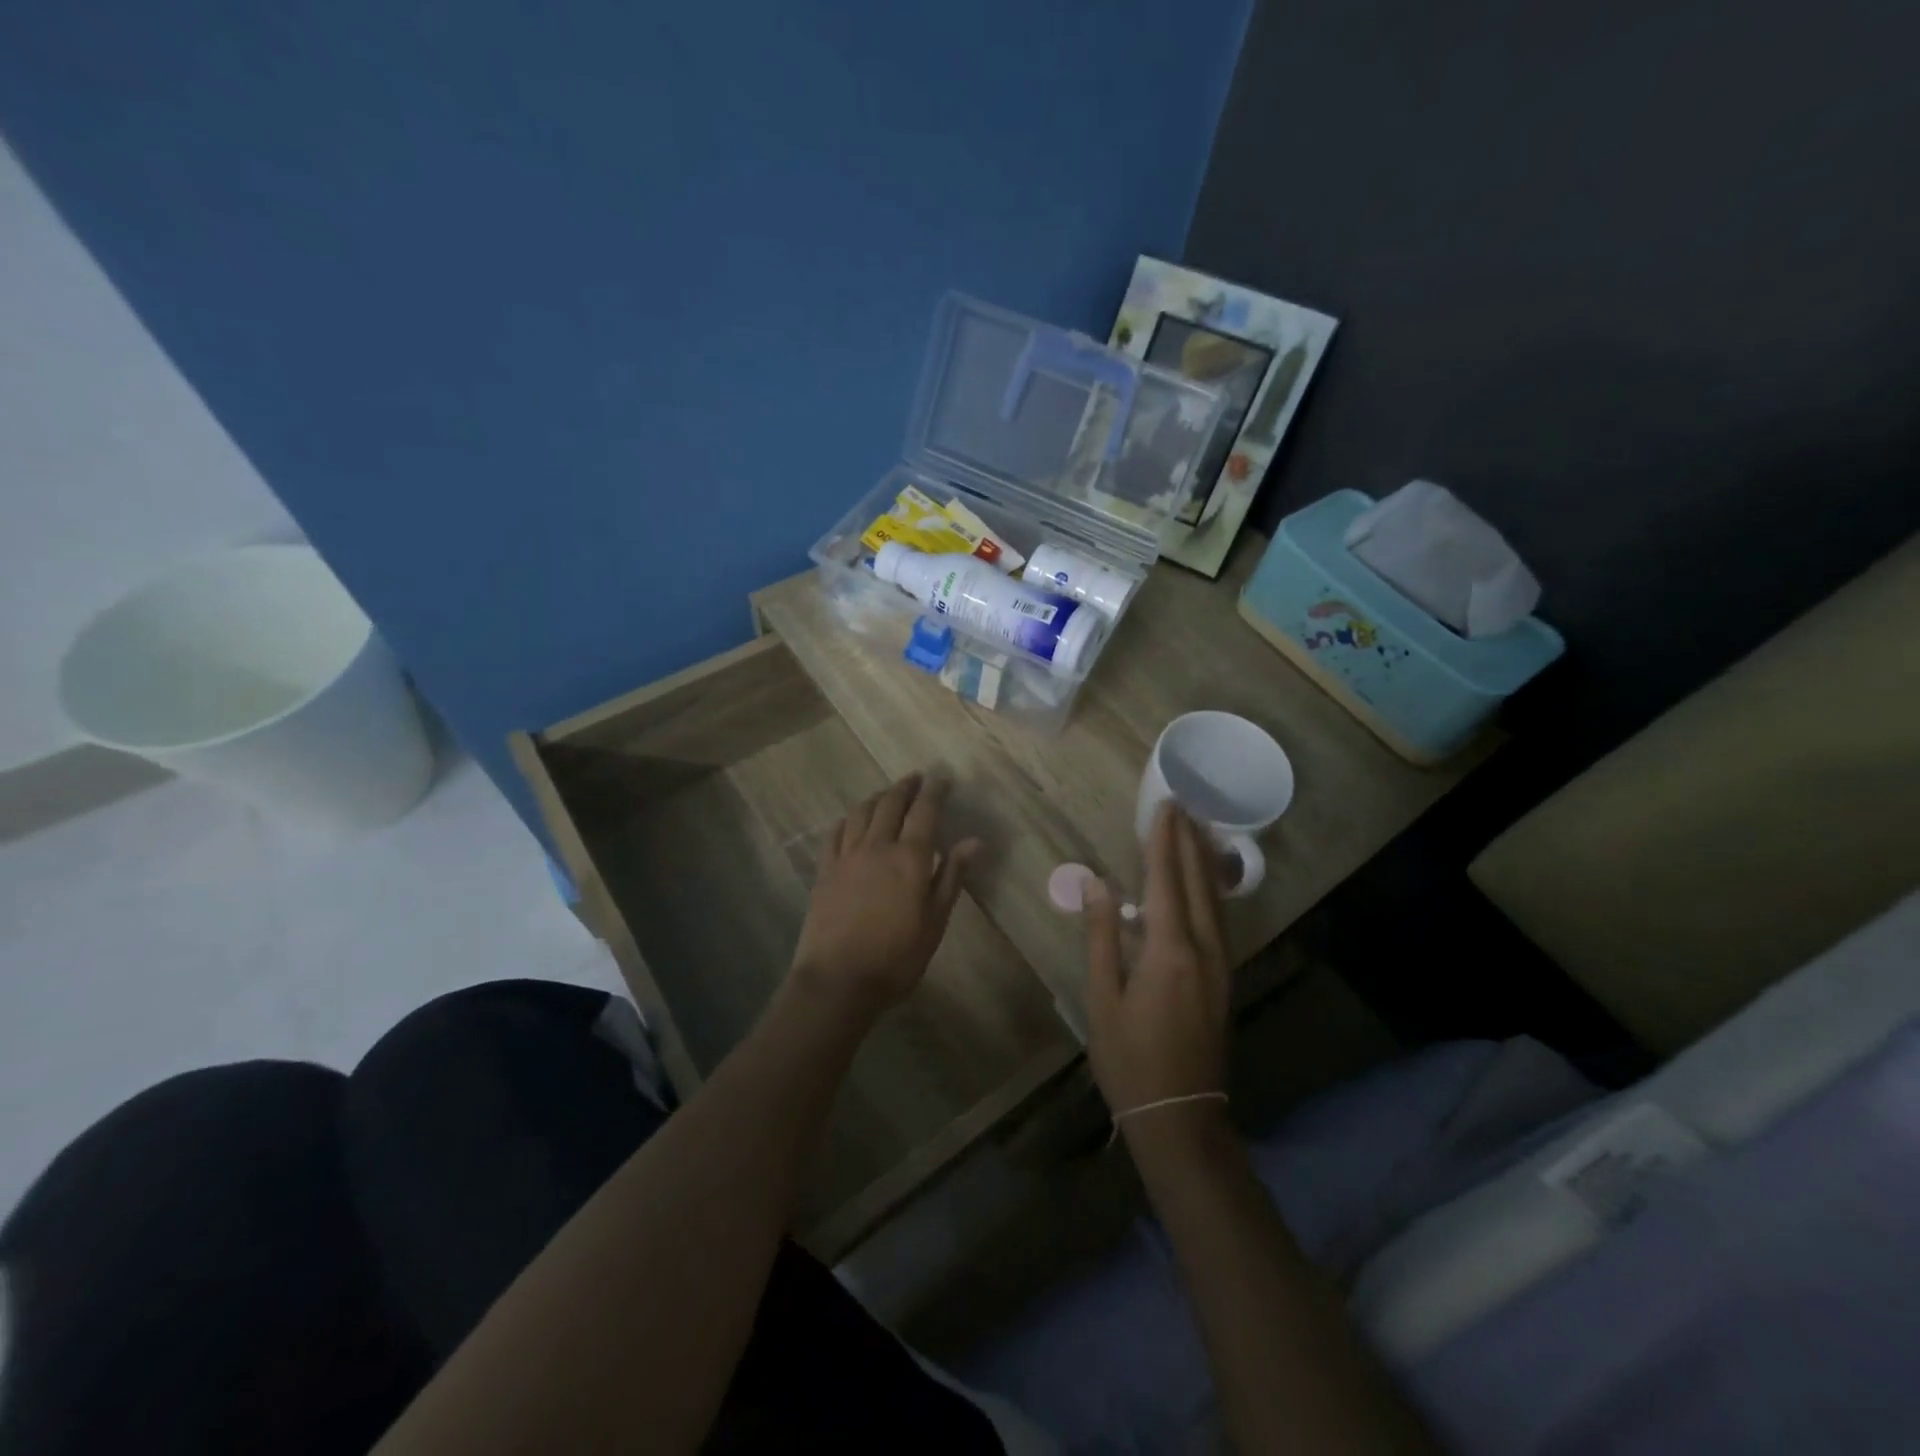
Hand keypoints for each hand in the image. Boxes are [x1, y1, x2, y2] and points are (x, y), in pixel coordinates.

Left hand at [790, 771, 980, 1015]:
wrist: (838, 980)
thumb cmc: (896, 956)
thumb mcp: (935, 920)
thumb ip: (952, 876)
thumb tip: (974, 840)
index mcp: (909, 857)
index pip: (925, 811)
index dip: (935, 791)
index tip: (943, 778)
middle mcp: (877, 846)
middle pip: (891, 804)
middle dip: (905, 786)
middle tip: (916, 778)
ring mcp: (846, 856)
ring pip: (861, 812)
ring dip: (877, 797)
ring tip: (887, 794)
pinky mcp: (824, 870)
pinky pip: (835, 832)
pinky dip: (848, 819)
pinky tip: (851, 821)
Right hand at [1085, 802, 1231, 1135]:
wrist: (1180, 1114)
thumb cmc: (1128, 1058)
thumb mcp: (1102, 997)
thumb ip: (1102, 936)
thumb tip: (1097, 885)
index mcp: (1169, 951)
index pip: (1166, 880)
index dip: (1163, 841)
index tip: (1163, 806)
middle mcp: (1203, 949)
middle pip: (1198, 882)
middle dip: (1189, 841)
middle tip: (1181, 807)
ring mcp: (1221, 965)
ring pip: (1216, 899)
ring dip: (1204, 861)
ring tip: (1196, 830)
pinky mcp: (1225, 979)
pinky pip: (1219, 920)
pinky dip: (1210, 890)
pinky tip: (1204, 883)